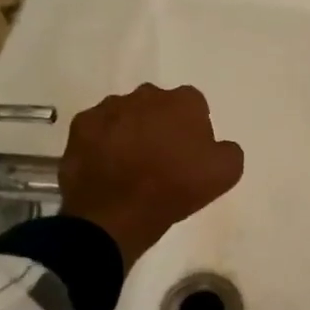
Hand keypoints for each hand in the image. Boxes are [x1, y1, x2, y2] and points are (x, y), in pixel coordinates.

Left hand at [59, 83, 243, 268]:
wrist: (116, 214)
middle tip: (161, 158)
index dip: (194, 129)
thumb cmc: (175, 189)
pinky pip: (97, 130)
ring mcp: (108, 108)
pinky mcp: (80, 126)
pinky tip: (106, 168)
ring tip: (130, 166)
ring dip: (130, 132)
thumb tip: (217, 146)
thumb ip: (228, 150)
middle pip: (158, 106)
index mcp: (183, 102)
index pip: (194, 105)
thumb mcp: (225, 174)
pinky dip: (102, 144)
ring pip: (125, 115)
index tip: (190, 153)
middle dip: (160, 124)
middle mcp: (145, 95)